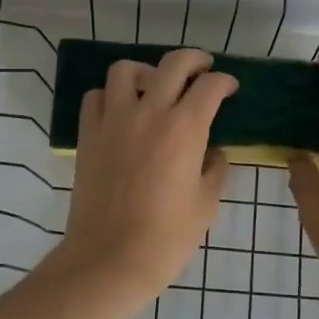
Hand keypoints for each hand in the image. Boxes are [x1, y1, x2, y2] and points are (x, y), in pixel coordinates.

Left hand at [47, 49, 237, 311]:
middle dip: (194, 59)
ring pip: (126, 69)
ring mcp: (114, 120)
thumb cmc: (167, 237)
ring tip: (154, 86)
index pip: (210, 86)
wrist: (109, 259)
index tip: (230, 88)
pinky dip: (110, 95)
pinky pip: (96, 96)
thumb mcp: (206, 203)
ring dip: (146, 71)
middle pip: (173, 63)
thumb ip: (215, 168)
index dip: (225, 82)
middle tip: (203, 68)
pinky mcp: (88, 134)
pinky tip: (121, 111)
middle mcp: (149, 112)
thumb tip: (212, 151)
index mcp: (185, 128)